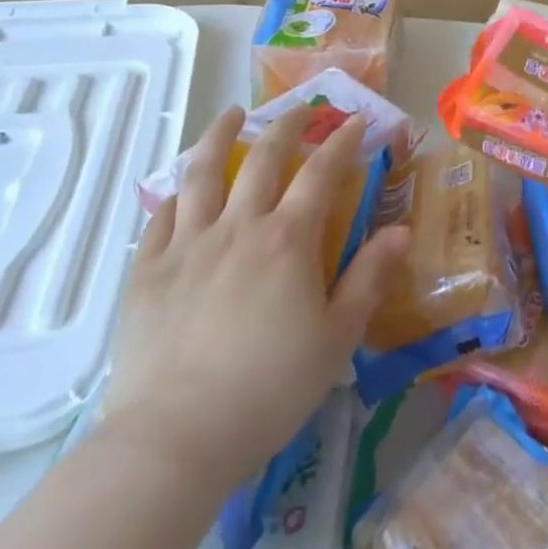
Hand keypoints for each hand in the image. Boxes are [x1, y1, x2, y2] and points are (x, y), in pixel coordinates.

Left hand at [100, 105, 411, 489]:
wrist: (175, 439)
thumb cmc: (269, 389)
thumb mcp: (337, 337)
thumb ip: (370, 278)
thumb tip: (401, 230)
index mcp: (288, 239)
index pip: (321, 172)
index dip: (341, 142)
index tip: (355, 121)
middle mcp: (238, 227)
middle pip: (263, 158)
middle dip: (286, 126)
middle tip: (300, 109)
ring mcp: (187, 245)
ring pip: (203, 173)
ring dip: (219, 136)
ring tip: (229, 114)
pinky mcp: (146, 272)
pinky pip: (160, 218)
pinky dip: (176, 194)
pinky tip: (182, 188)